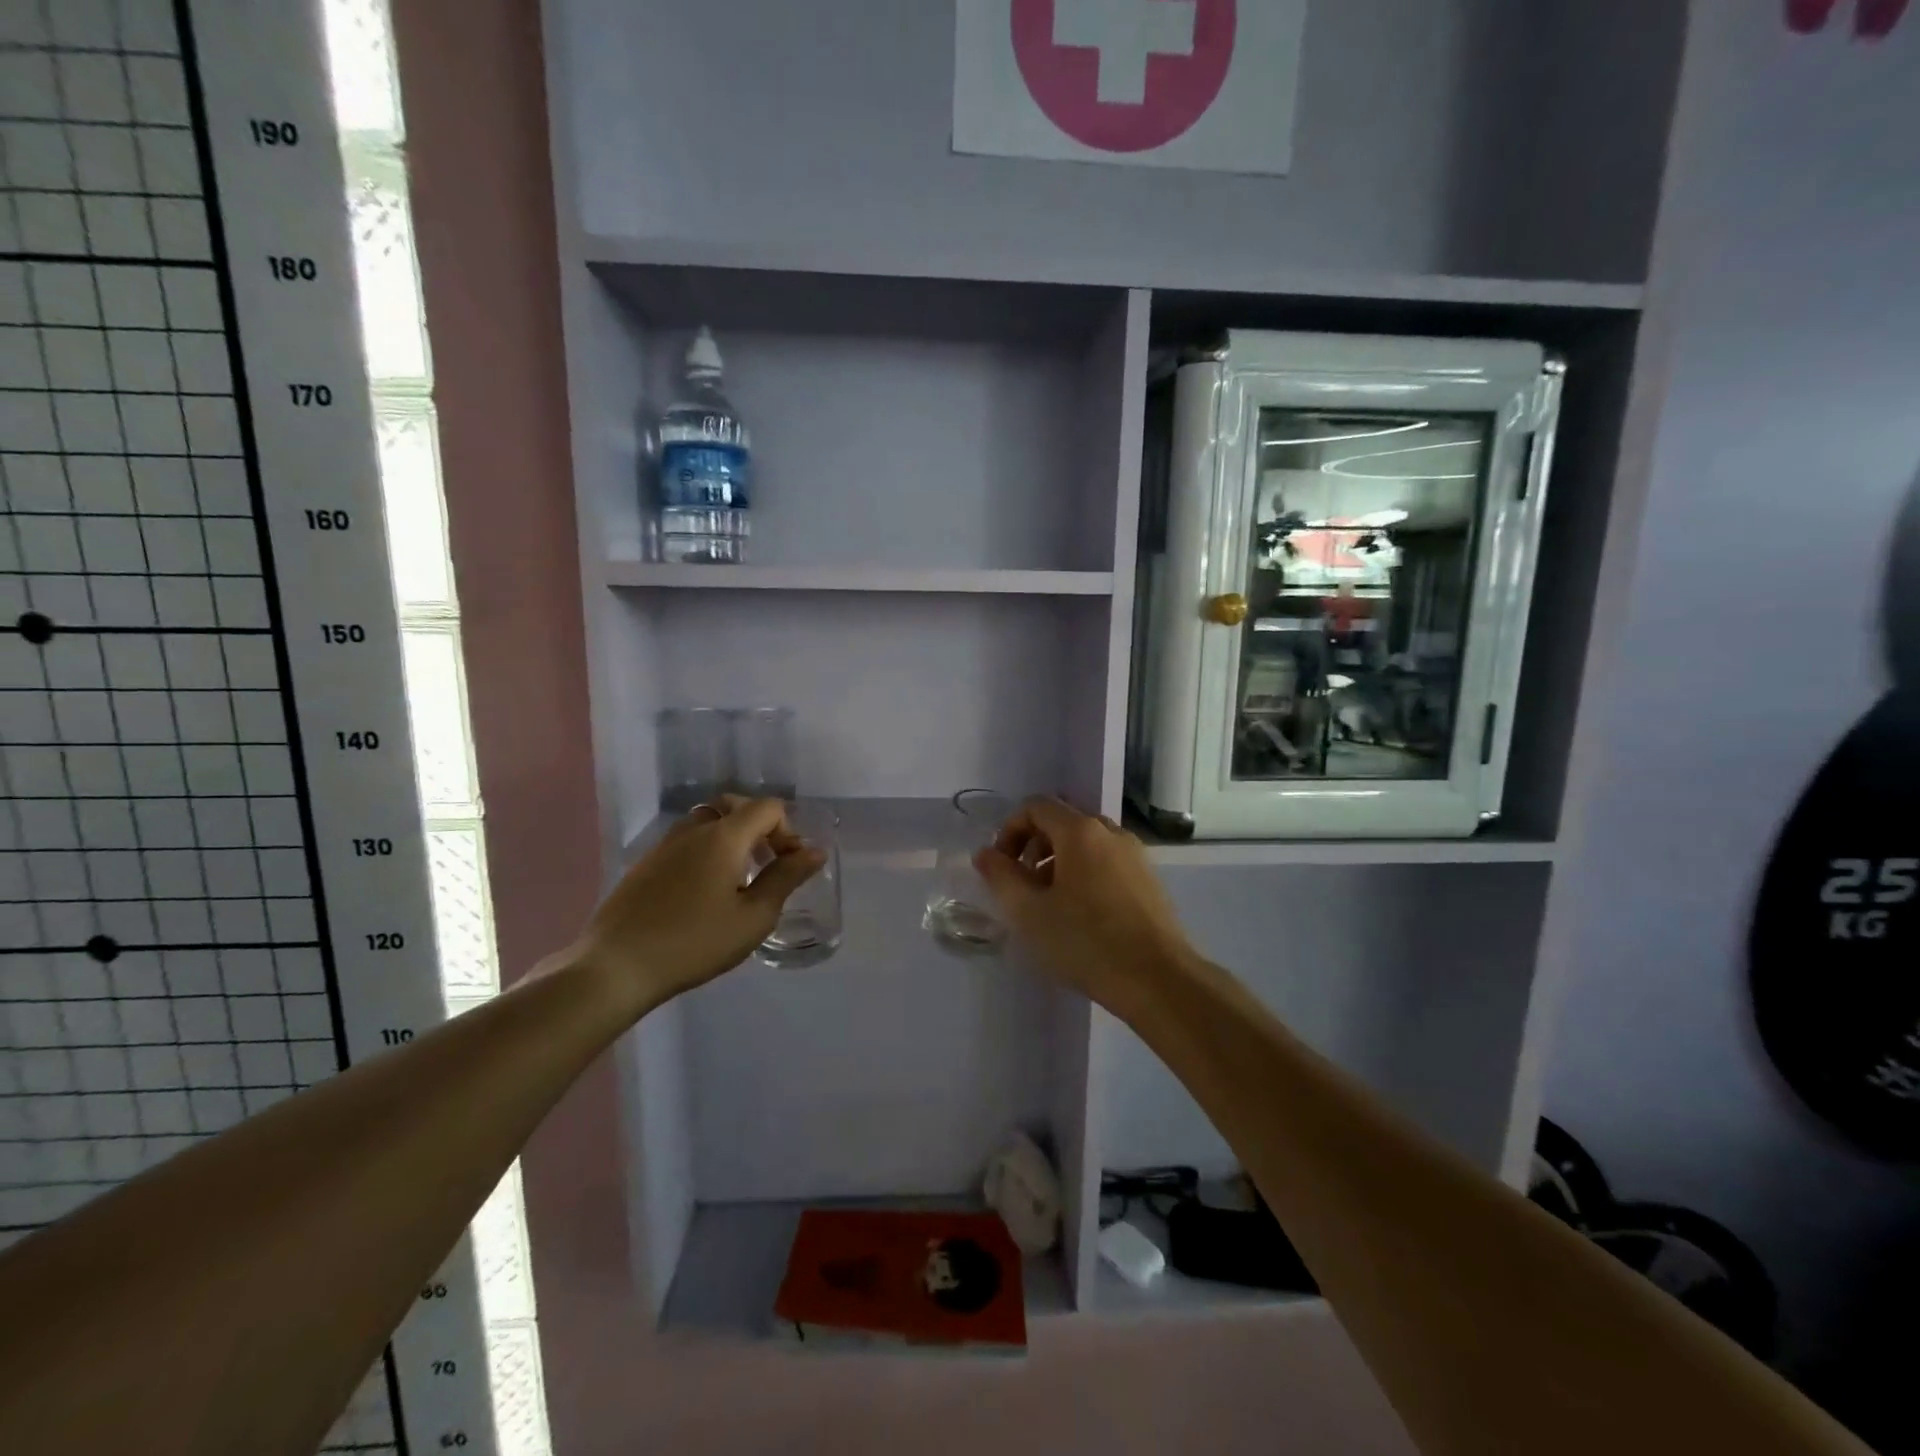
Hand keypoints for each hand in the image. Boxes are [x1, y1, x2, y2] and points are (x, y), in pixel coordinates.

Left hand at [567, 796, 824, 1012]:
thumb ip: (786, 879)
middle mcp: (694, 829)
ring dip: (732, 838)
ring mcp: (665, 844)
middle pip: (736, 806)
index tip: (789, 866)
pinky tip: (704, 891)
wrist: (615, 966)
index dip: (788, 831)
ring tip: (738, 878)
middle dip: (760, 827)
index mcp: (724, 836)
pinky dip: (707, 850)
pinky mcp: (646, 863)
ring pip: (708, 822)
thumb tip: (814, 852)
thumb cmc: (694, 942)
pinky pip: (687, 841)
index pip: (767, 807)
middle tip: (767, 864)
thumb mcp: (753, 917)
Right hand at [972, 798, 1196, 1007]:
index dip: (1010, 829)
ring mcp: (1135, 855)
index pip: (1036, 806)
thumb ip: (1001, 876)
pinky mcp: (1149, 880)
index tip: (1001, 867)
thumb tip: (985, 854)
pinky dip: (1084, 875)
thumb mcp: (1029, 912)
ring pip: (1086, 844)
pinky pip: (1107, 863)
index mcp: (1081, 831)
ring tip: (1050, 905)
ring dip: (1058, 864)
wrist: (1158, 980)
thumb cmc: (1086, 942)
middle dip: (1034, 848)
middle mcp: (1111, 832)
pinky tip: (1081, 917)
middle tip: (1022, 887)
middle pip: (1062, 822)